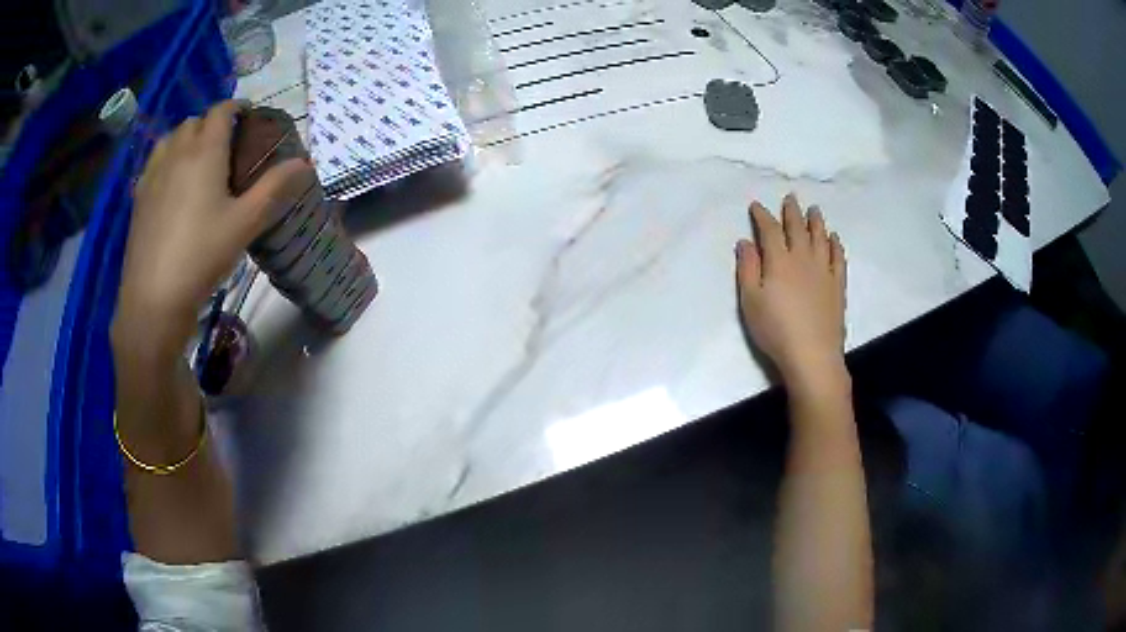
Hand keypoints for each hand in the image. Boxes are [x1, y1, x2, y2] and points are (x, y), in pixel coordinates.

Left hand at [115, 101, 311, 350]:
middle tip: (226, 147)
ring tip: (197, 162)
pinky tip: (172, 185)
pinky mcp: (139, 196)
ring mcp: (153, 173)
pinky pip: (154, 162)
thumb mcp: (245, 224)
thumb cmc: (202, 256)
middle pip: (195, 121)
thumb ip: (274, 188)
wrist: (153, 298)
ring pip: (171, 138)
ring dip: (187, 139)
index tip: (248, 117)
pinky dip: (167, 159)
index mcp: (205, 151)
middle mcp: (177, 152)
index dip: (236, 108)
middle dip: (212, 124)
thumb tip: (305, 163)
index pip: (221, 110)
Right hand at [736, 193, 847, 392]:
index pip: (769, 230)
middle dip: (791, 212)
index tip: (756, 207)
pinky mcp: (837, 284)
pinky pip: (838, 257)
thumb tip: (745, 242)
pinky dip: (835, 244)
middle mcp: (802, 258)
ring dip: (816, 221)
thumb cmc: (776, 330)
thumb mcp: (750, 301)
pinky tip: (834, 238)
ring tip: (814, 210)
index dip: (762, 216)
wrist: (812, 354)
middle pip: (797, 228)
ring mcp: (824, 270)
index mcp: (779, 261)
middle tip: (790, 198)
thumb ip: (747, 269)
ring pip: (820, 237)